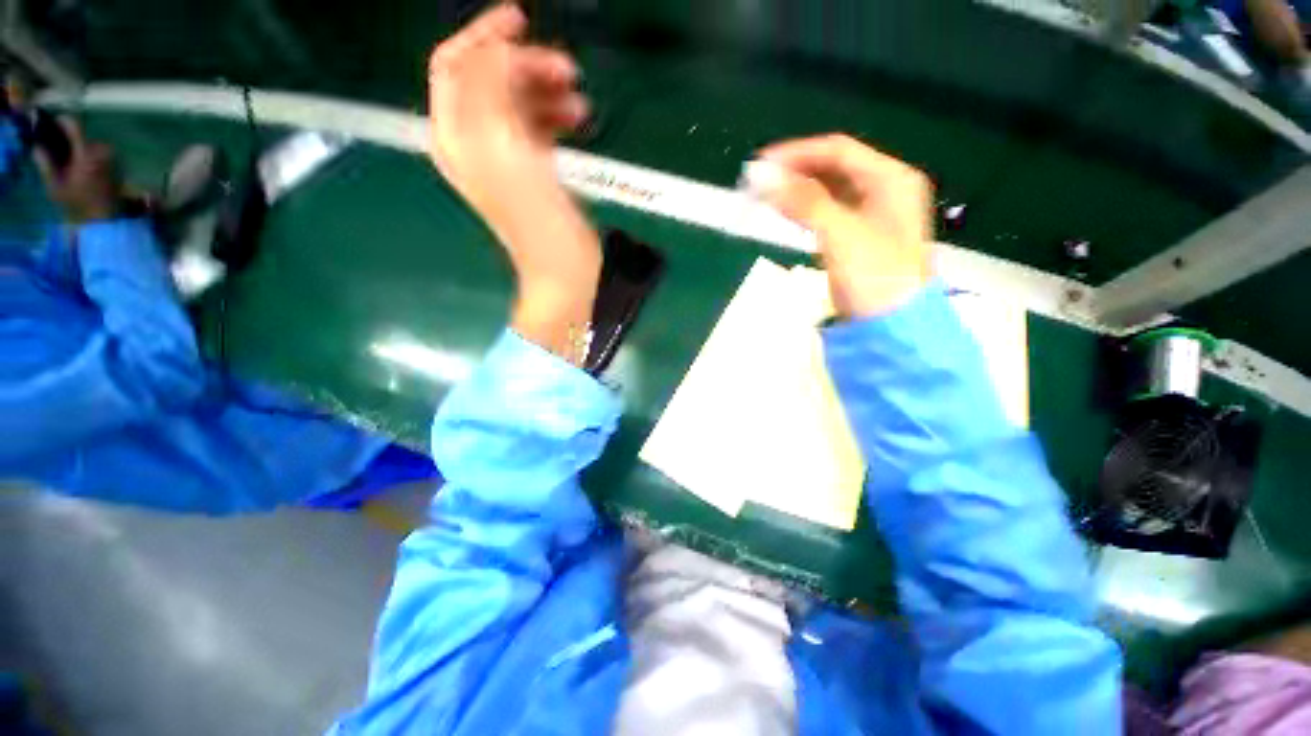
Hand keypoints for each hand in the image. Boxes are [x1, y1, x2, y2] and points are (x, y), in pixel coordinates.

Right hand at [34, 117, 122, 223]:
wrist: (104, 215)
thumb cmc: (78, 201)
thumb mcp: (56, 185)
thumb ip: (46, 164)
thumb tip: (37, 147)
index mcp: (86, 153)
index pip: (75, 126)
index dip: (62, 121)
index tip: (52, 122)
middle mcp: (101, 150)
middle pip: (81, 135)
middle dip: (68, 140)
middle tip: (57, 149)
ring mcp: (111, 155)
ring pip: (89, 143)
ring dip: (79, 148)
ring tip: (70, 162)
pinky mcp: (116, 161)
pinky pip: (98, 151)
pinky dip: (88, 154)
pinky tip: (82, 166)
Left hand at [428, 3, 600, 362]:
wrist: (561, 270)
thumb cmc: (536, 219)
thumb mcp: (504, 151)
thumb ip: (489, 91)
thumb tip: (499, 53)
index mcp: (456, 136)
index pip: (455, 66)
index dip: (483, 37)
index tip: (522, 20)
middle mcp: (472, 143)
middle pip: (488, 82)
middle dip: (523, 65)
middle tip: (567, 69)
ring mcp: (502, 159)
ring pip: (515, 104)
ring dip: (544, 91)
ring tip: (579, 99)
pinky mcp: (529, 174)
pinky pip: (534, 128)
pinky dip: (553, 116)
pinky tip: (577, 119)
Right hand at [751, 134, 933, 317]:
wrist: (893, 325)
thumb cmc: (875, 274)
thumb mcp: (840, 233)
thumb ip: (803, 201)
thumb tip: (761, 175)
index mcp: (891, 178)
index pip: (838, 151)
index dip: (798, 153)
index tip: (762, 163)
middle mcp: (884, 190)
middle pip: (834, 169)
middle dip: (796, 172)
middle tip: (759, 181)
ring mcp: (871, 215)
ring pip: (829, 191)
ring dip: (798, 191)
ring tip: (766, 195)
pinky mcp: (856, 238)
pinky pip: (827, 213)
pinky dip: (805, 211)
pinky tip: (786, 213)